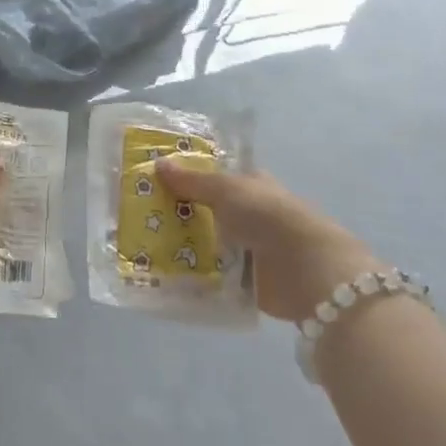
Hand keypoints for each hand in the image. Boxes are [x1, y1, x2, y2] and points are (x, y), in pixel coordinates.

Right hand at [156, 160, 379, 321]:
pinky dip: (196, 276)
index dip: (187, 176)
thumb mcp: (226, 190)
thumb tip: (159, 163)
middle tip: (139, 216)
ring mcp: (249, 249)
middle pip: (208, 211)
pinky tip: (166, 276)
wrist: (306, 270)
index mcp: (250, 184)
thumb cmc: (267, 217)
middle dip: (180, 213)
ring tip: (144, 247)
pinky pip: (214, 276)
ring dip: (184, 246)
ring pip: (209, 243)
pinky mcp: (248, 282)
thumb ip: (192, 180)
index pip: (215, 176)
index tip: (153, 179)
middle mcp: (250, 214)